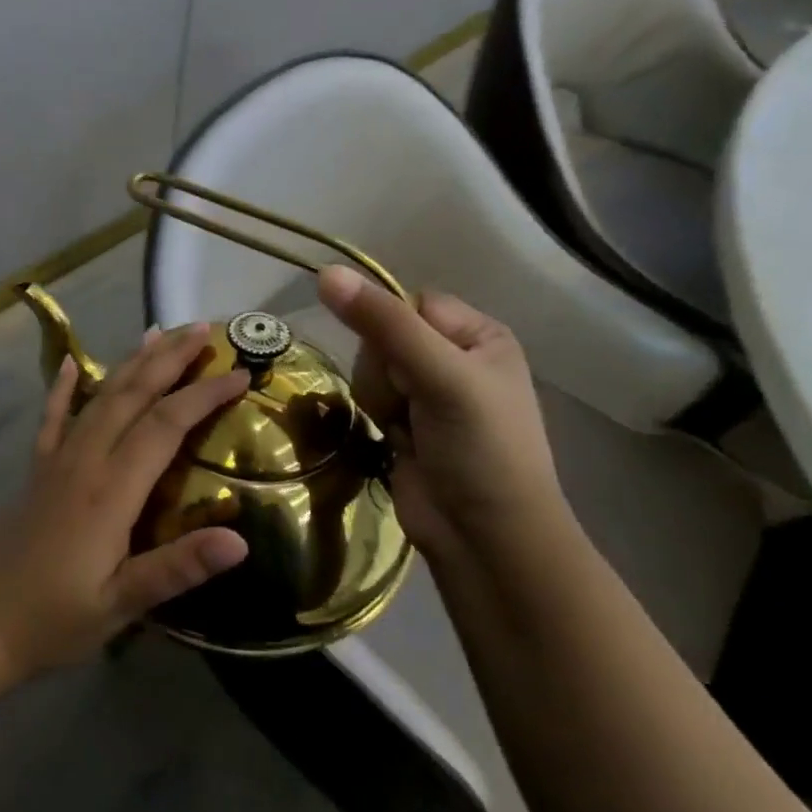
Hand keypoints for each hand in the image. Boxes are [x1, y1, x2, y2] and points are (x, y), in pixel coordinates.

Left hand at [0, 324, 251, 675]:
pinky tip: (73, 362)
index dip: (203, 396)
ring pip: (100, 397)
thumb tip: (240, 541)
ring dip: (132, 363)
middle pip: (133, 395)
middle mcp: (85, 461)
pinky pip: (53, 417)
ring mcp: (57, 460)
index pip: (165, 426)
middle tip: (202, 329)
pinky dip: (65, 387)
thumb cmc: (55, 618)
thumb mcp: (120, 605)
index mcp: (111, 491)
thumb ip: (177, 569)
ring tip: (157, 333)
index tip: (239, 373)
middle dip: (169, 359)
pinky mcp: (37, 469)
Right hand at [318, 266, 569, 554]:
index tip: (402, 364)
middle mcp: (454, 357)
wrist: (485, 540)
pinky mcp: (406, 423)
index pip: (408, 303)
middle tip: (413, 405)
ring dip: (380, 399)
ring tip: (407, 431)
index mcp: (479, 335)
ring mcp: (428, 392)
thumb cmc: (481, 449)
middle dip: (386, 373)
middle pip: (383, 336)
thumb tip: (326, 272)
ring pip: (370, 368)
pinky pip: (369, 397)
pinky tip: (398, 442)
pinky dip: (377, 418)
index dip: (391, 329)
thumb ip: (382, 323)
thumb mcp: (440, 376)